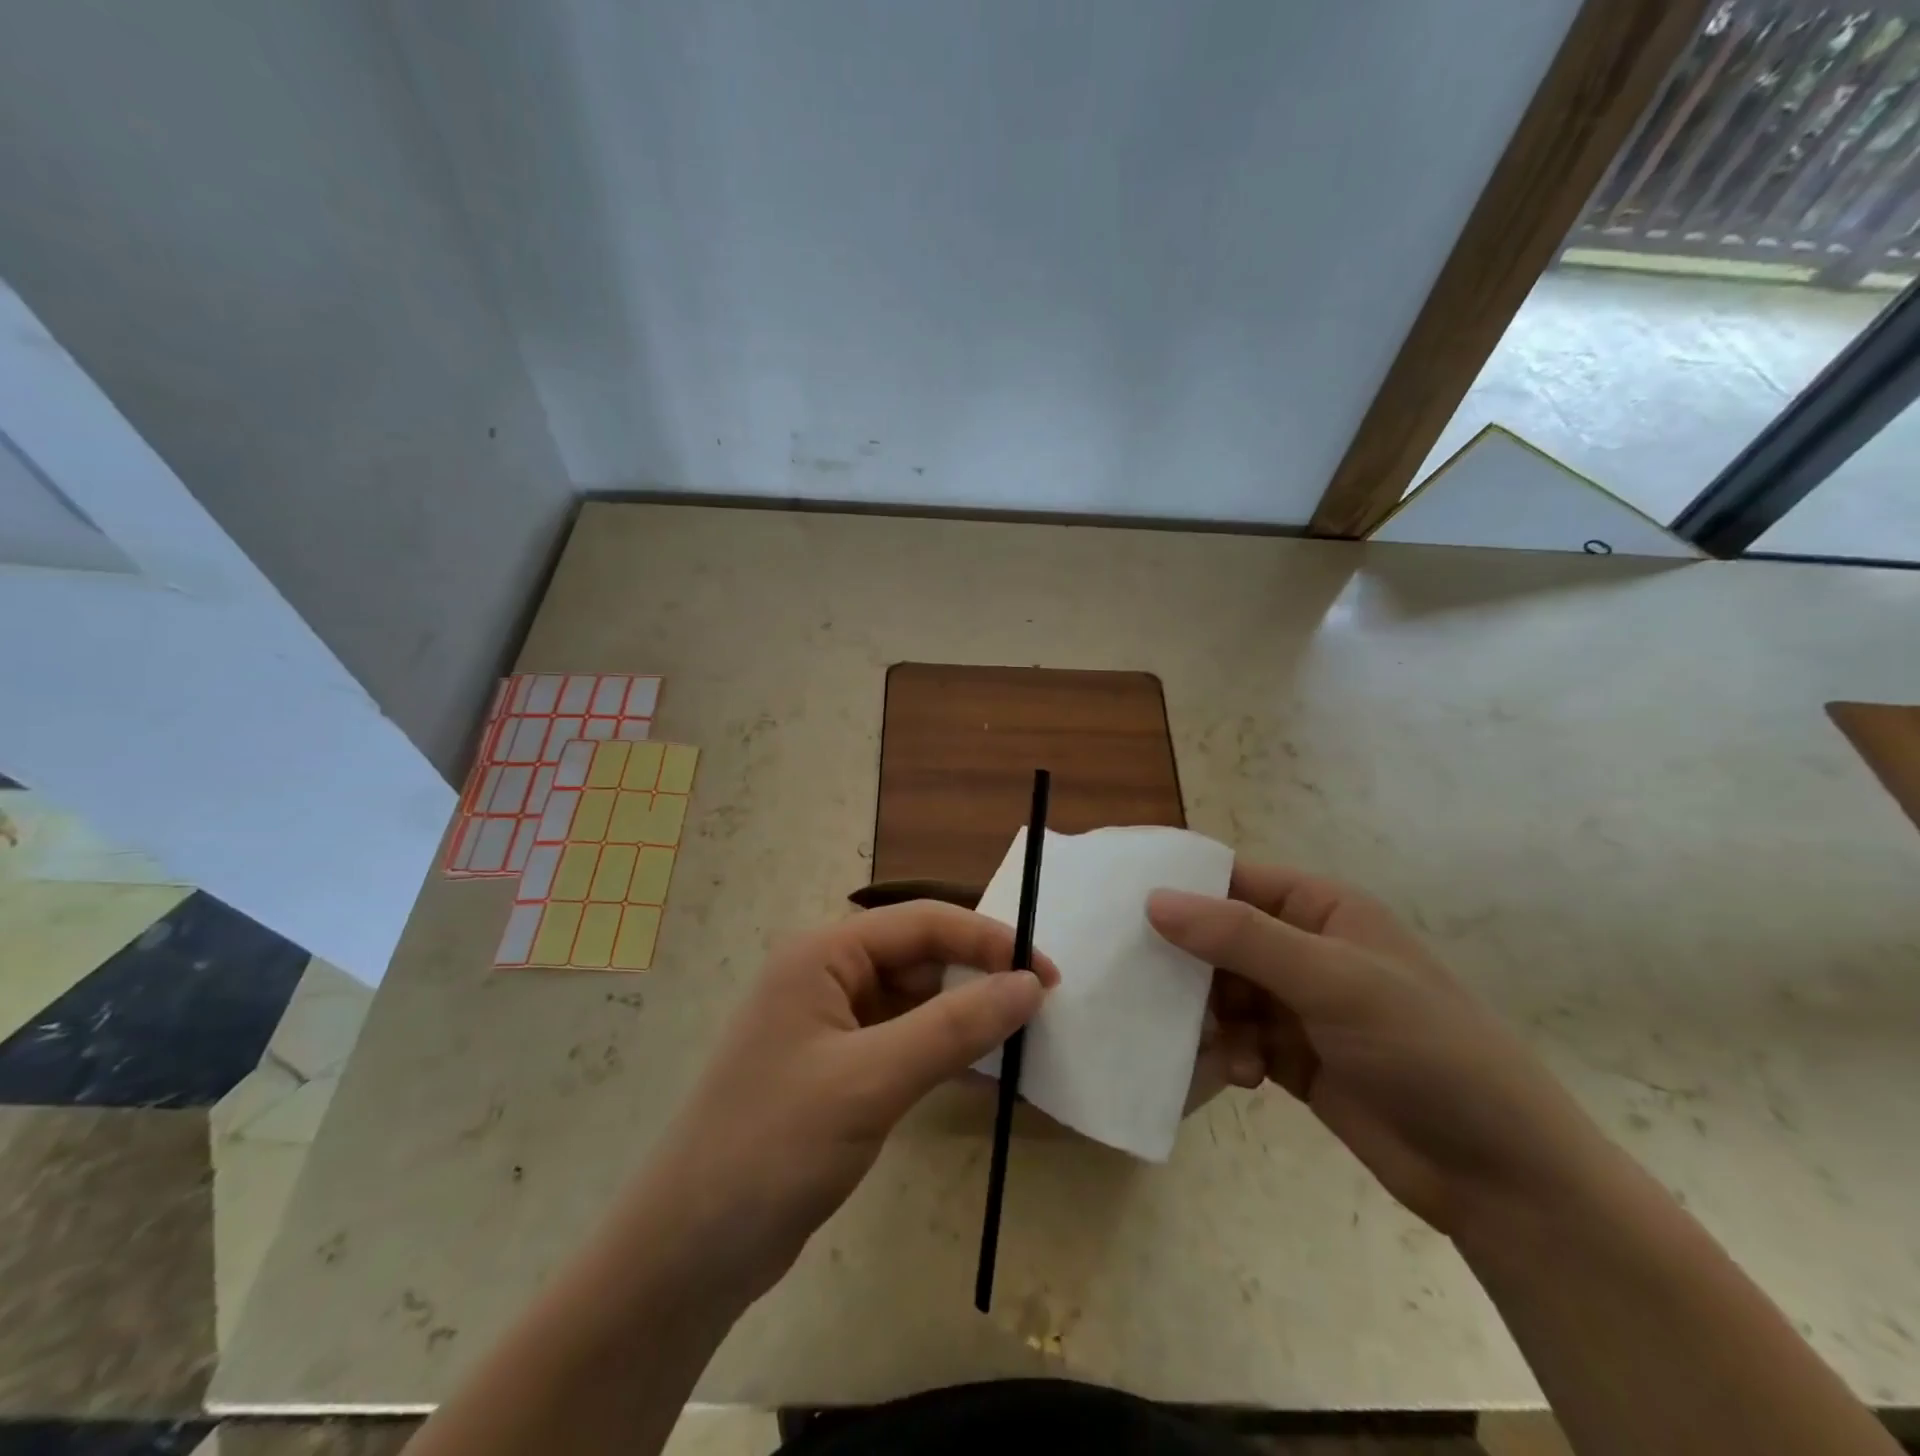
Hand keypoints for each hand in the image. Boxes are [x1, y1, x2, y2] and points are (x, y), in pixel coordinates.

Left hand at [635, 902, 1056, 1303]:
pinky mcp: (838, 1069)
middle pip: (920, 956)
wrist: (688, 1252)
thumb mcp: (871, 1081)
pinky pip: (904, 1041)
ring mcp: (831, 1024)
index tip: (1047, 973)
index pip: (922, 923)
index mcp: (823, 953)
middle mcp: (826, 975)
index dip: (988, 939)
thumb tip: (1030, 984)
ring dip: (965, 1015)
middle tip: (1042, 1007)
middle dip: (979, 975)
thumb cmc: (774, 1146)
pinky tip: (985, 1071)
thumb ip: (954, 1028)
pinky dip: (943, 1051)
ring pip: (916, 1001)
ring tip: (1024, 1037)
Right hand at [1150, 863, 1607, 1237]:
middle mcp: (1305, 949)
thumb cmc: (1424, 1049)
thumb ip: (1240, 937)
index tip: (1121, 904)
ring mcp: (1299, 1005)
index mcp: (1321, 909)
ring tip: (1210, 1043)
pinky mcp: (1293, 1057)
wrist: (1500, 1176)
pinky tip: (1245, 1077)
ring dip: (1208, 1016)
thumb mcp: (1332, 980)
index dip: (1181, 889)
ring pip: (1221, 992)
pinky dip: (1230, 1054)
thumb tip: (1154, 899)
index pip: (1233, 880)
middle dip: (1186, 962)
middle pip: (1219, 938)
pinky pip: (1237, 1040)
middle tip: (1143, 983)